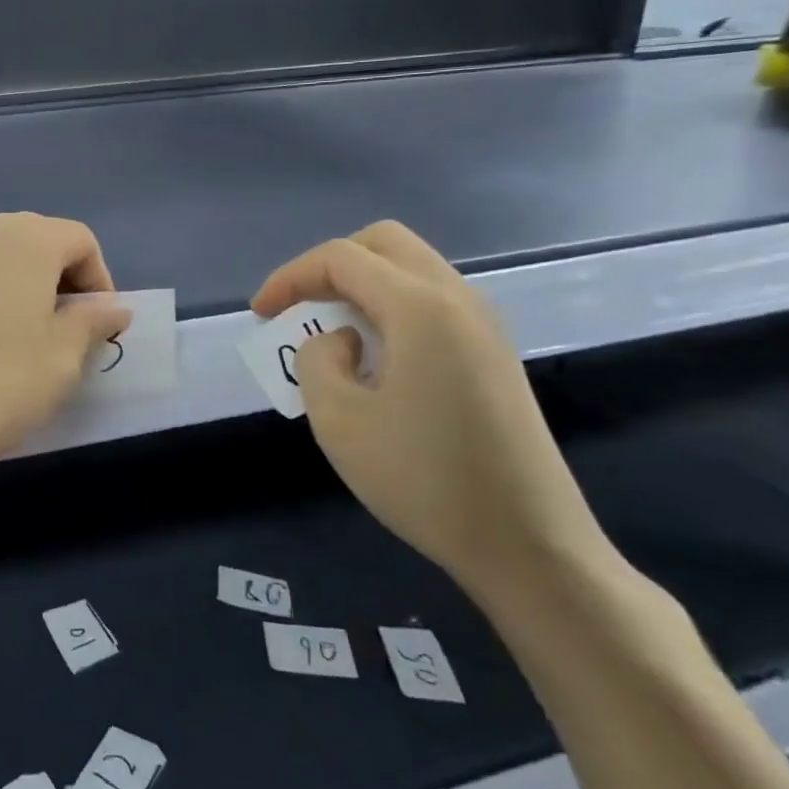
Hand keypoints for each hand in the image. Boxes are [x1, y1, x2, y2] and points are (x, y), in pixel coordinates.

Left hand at [0, 211, 129, 493]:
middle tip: (58, 339)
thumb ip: (91, 323)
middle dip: (56, 284)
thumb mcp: (60, 363)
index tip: (97, 329)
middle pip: (34, 242)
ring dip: (13, 289)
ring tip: (10, 344)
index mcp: (24, 236)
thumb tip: (111, 306)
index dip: (99, 281)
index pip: (79, 240)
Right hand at [252, 221, 611, 600]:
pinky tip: (373, 358)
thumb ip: (317, 359)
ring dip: (360, 286)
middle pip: (382, 243)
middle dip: (328, 266)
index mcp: (421, 308)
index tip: (259, 315)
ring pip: (410, 269)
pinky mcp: (493, 354)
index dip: (289, 277)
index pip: (340, 258)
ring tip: (328, 334)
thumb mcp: (339, 420)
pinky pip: (430, 302)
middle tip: (297, 309)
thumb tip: (342, 341)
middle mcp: (458, 299)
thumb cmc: (424, 481)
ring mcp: (484, 326)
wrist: (529, 546)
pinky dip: (388, 308)